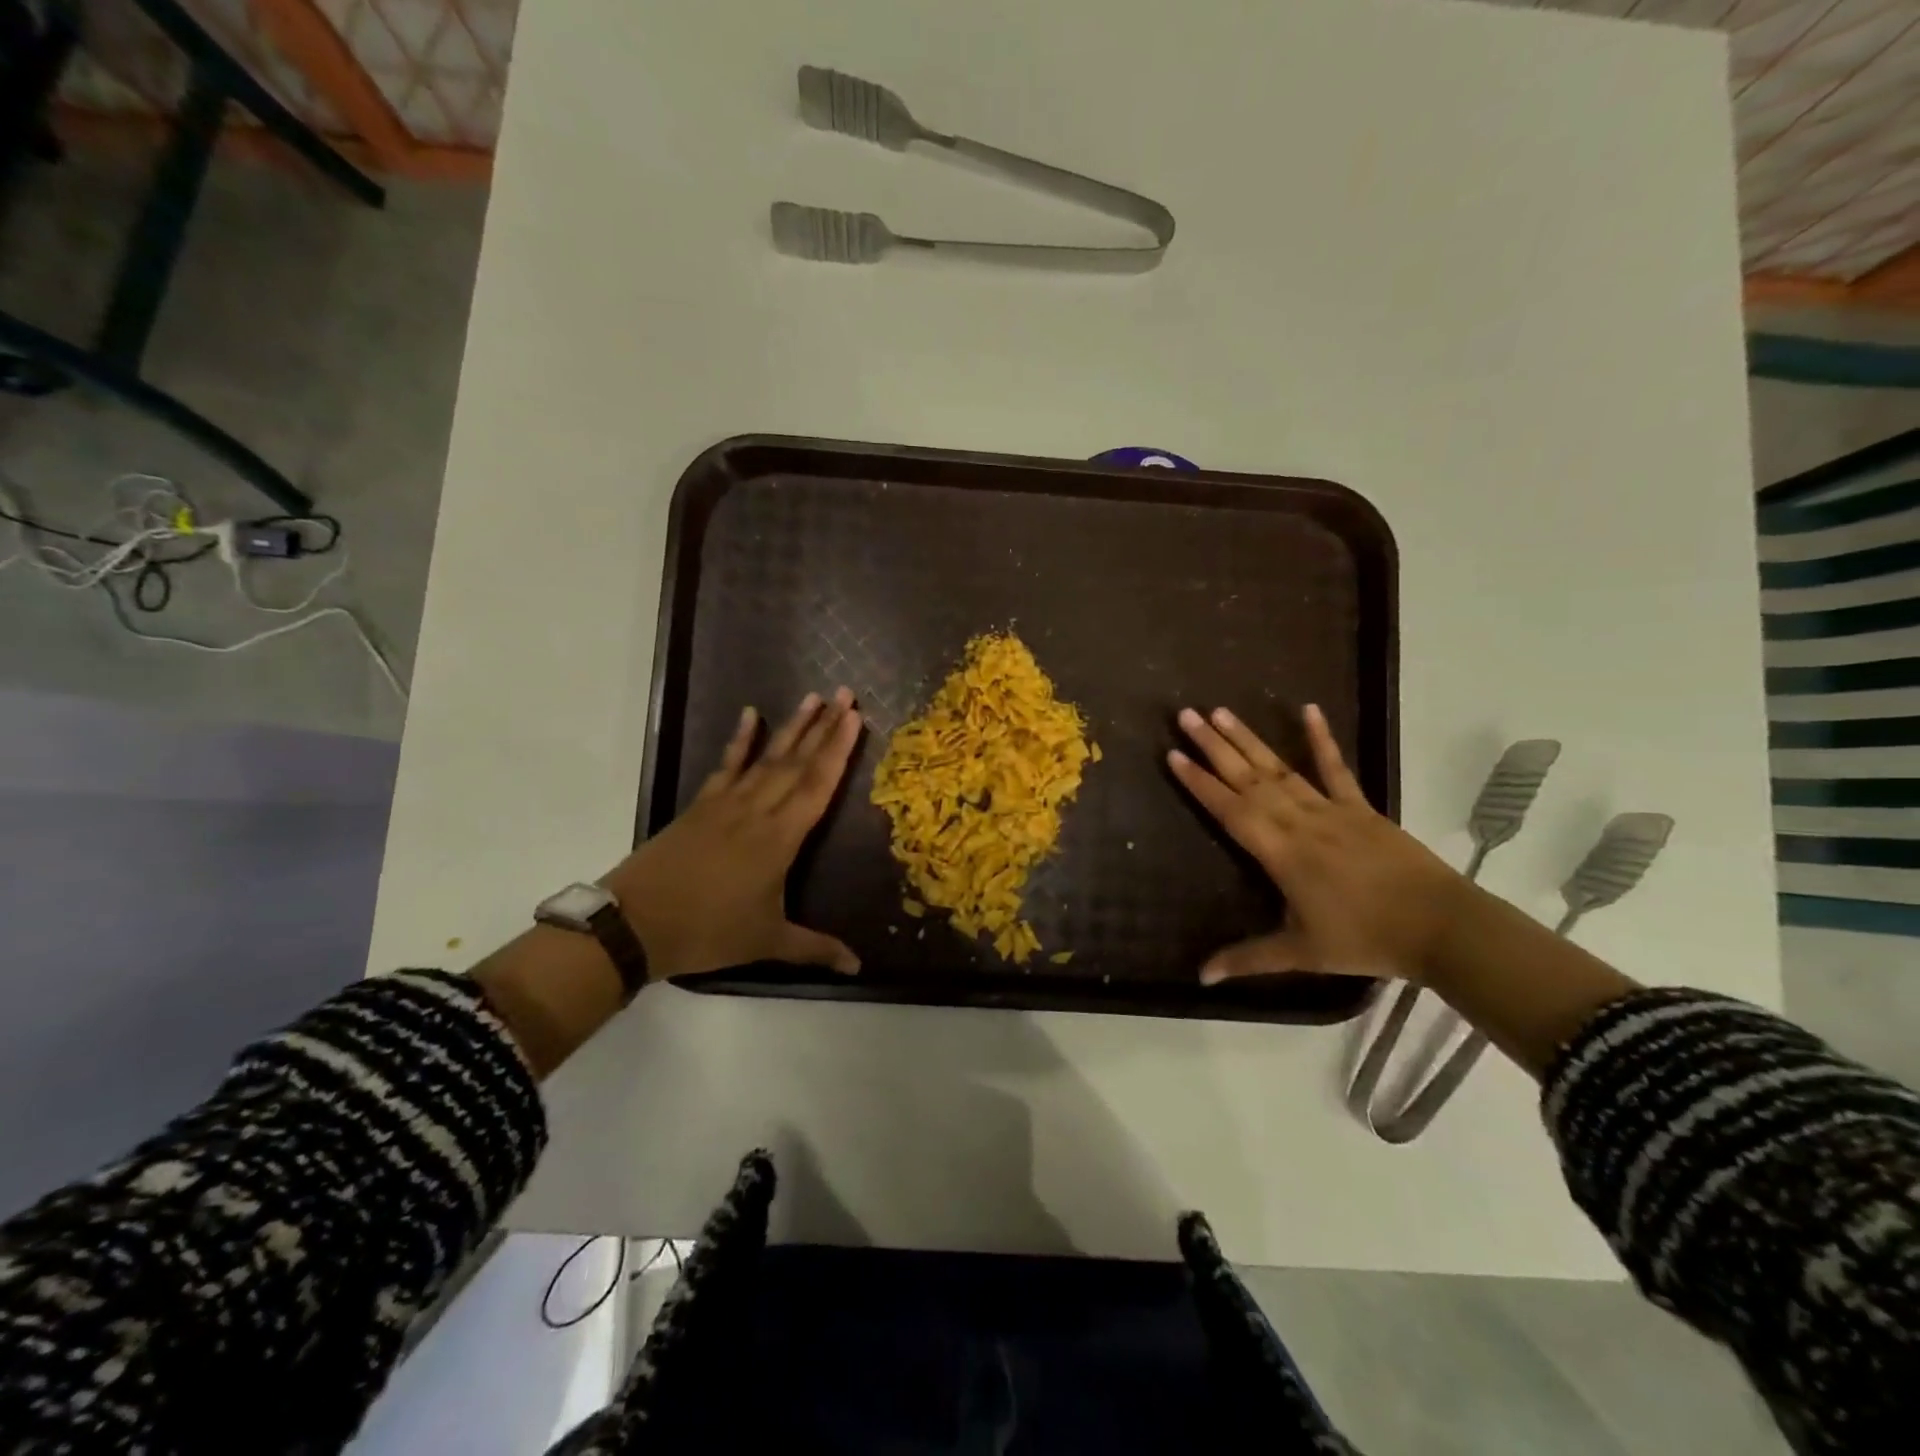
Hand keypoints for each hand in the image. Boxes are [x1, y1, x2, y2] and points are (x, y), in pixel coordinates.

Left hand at [604, 689, 864, 979]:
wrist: (634, 923)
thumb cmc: (707, 932)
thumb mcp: (767, 941)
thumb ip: (815, 949)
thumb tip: (858, 967)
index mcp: (780, 838)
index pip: (818, 785)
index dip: (839, 751)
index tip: (856, 718)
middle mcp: (758, 811)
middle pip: (797, 762)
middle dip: (825, 727)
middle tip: (845, 694)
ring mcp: (726, 803)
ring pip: (767, 757)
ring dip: (792, 727)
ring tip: (813, 697)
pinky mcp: (701, 804)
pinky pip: (727, 765)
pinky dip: (740, 740)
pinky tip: (751, 715)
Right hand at [1168, 703, 1469, 984]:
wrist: (1440, 926)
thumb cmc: (1364, 939)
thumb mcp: (1301, 953)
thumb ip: (1249, 959)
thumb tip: (1201, 976)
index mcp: (1280, 852)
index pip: (1229, 810)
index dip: (1199, 782)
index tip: (1173, 755)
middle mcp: (1298, 821)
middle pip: (1248, 778)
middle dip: (1214, 746)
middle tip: (1185, 715)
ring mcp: (1330, 810)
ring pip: (1279, 768)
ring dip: (1249, 739)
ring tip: (1221, 711)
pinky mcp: (1360, 807)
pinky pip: (1336, 768)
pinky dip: (1321, 739)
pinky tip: (1308, 709)